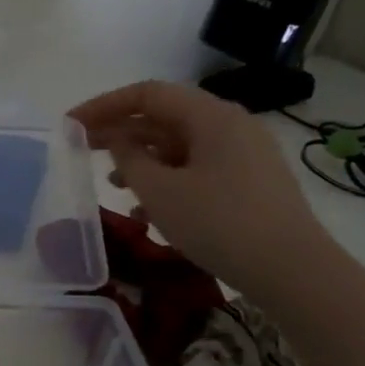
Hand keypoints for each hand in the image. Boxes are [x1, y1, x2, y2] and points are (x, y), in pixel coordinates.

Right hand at [70, 80, 338, 298]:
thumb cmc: (219, 222)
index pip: (147, 94)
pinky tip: (146, 211)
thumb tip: (117, 140)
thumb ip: (128, 158)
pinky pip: (196, 168)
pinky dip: (166, 180)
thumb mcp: (159, 191)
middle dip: (120, 132)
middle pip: (163, 117)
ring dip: (141, 160)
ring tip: (112, 184)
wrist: (293, 271)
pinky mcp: (248, 182)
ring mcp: (243, 154)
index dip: (103, 105)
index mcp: (211, 116)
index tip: (71, 124)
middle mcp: (230, 125)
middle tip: (82, 148)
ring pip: (178, 145)